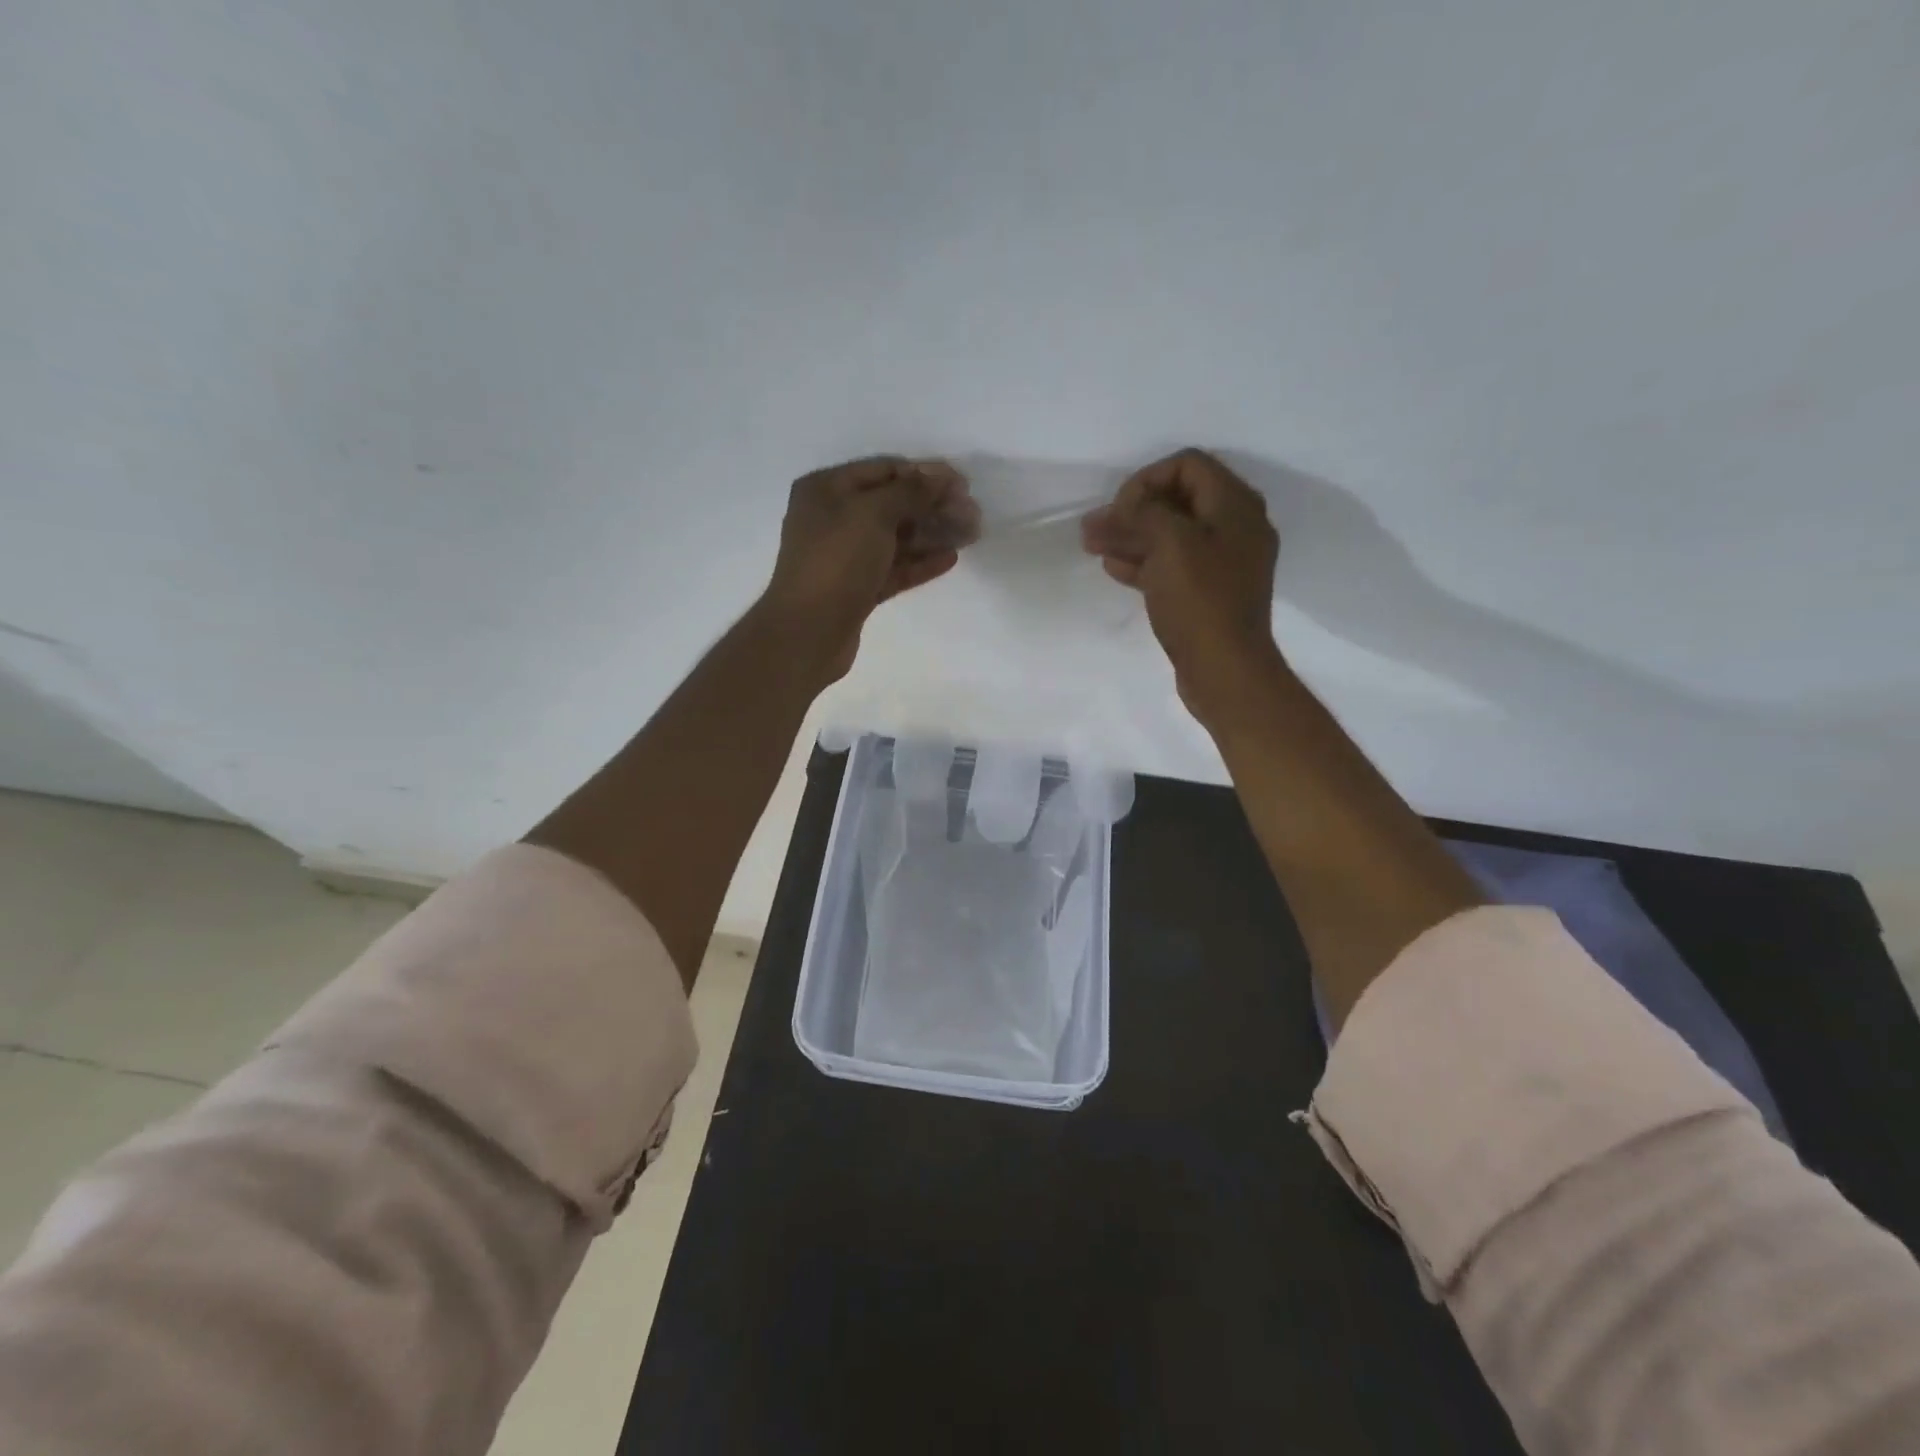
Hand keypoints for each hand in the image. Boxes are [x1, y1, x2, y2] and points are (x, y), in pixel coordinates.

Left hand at [760, 455, 979, 681]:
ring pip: (896, 538)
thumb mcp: (872, 514)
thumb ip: (910, 492)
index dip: (924, 474)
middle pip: (892, 505)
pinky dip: (920, 562)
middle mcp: (833, 518)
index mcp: (826, 489)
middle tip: (972, 512)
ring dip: (932, 534)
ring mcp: (845, 556)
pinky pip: (893, 568)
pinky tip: (950, 558)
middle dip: (933, 506)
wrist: (808, 632)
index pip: (883, 470)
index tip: (962, 484)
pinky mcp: (857, 589)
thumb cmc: (836, 561)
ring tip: (970, 534)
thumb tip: (940, 476)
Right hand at [1081, 449, 1280, 718]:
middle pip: (1177, 500)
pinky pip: (1173, 565)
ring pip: (1171, 535)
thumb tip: (1110, 510)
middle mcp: (1234, 527)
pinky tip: (1114, 569)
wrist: (1225, 669)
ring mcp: (1223, 563)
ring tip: (1093, 546)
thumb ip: (1141, 514)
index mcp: (1235, 505)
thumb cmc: (1200, 600)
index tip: (1118, 509)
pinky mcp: (1208, 593)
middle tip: (1094, 529)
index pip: (1187, 465)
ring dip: (1131, 536)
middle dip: (1132, 511)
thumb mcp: (1170, 544)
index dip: (1147, 479)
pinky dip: (1144, 562)